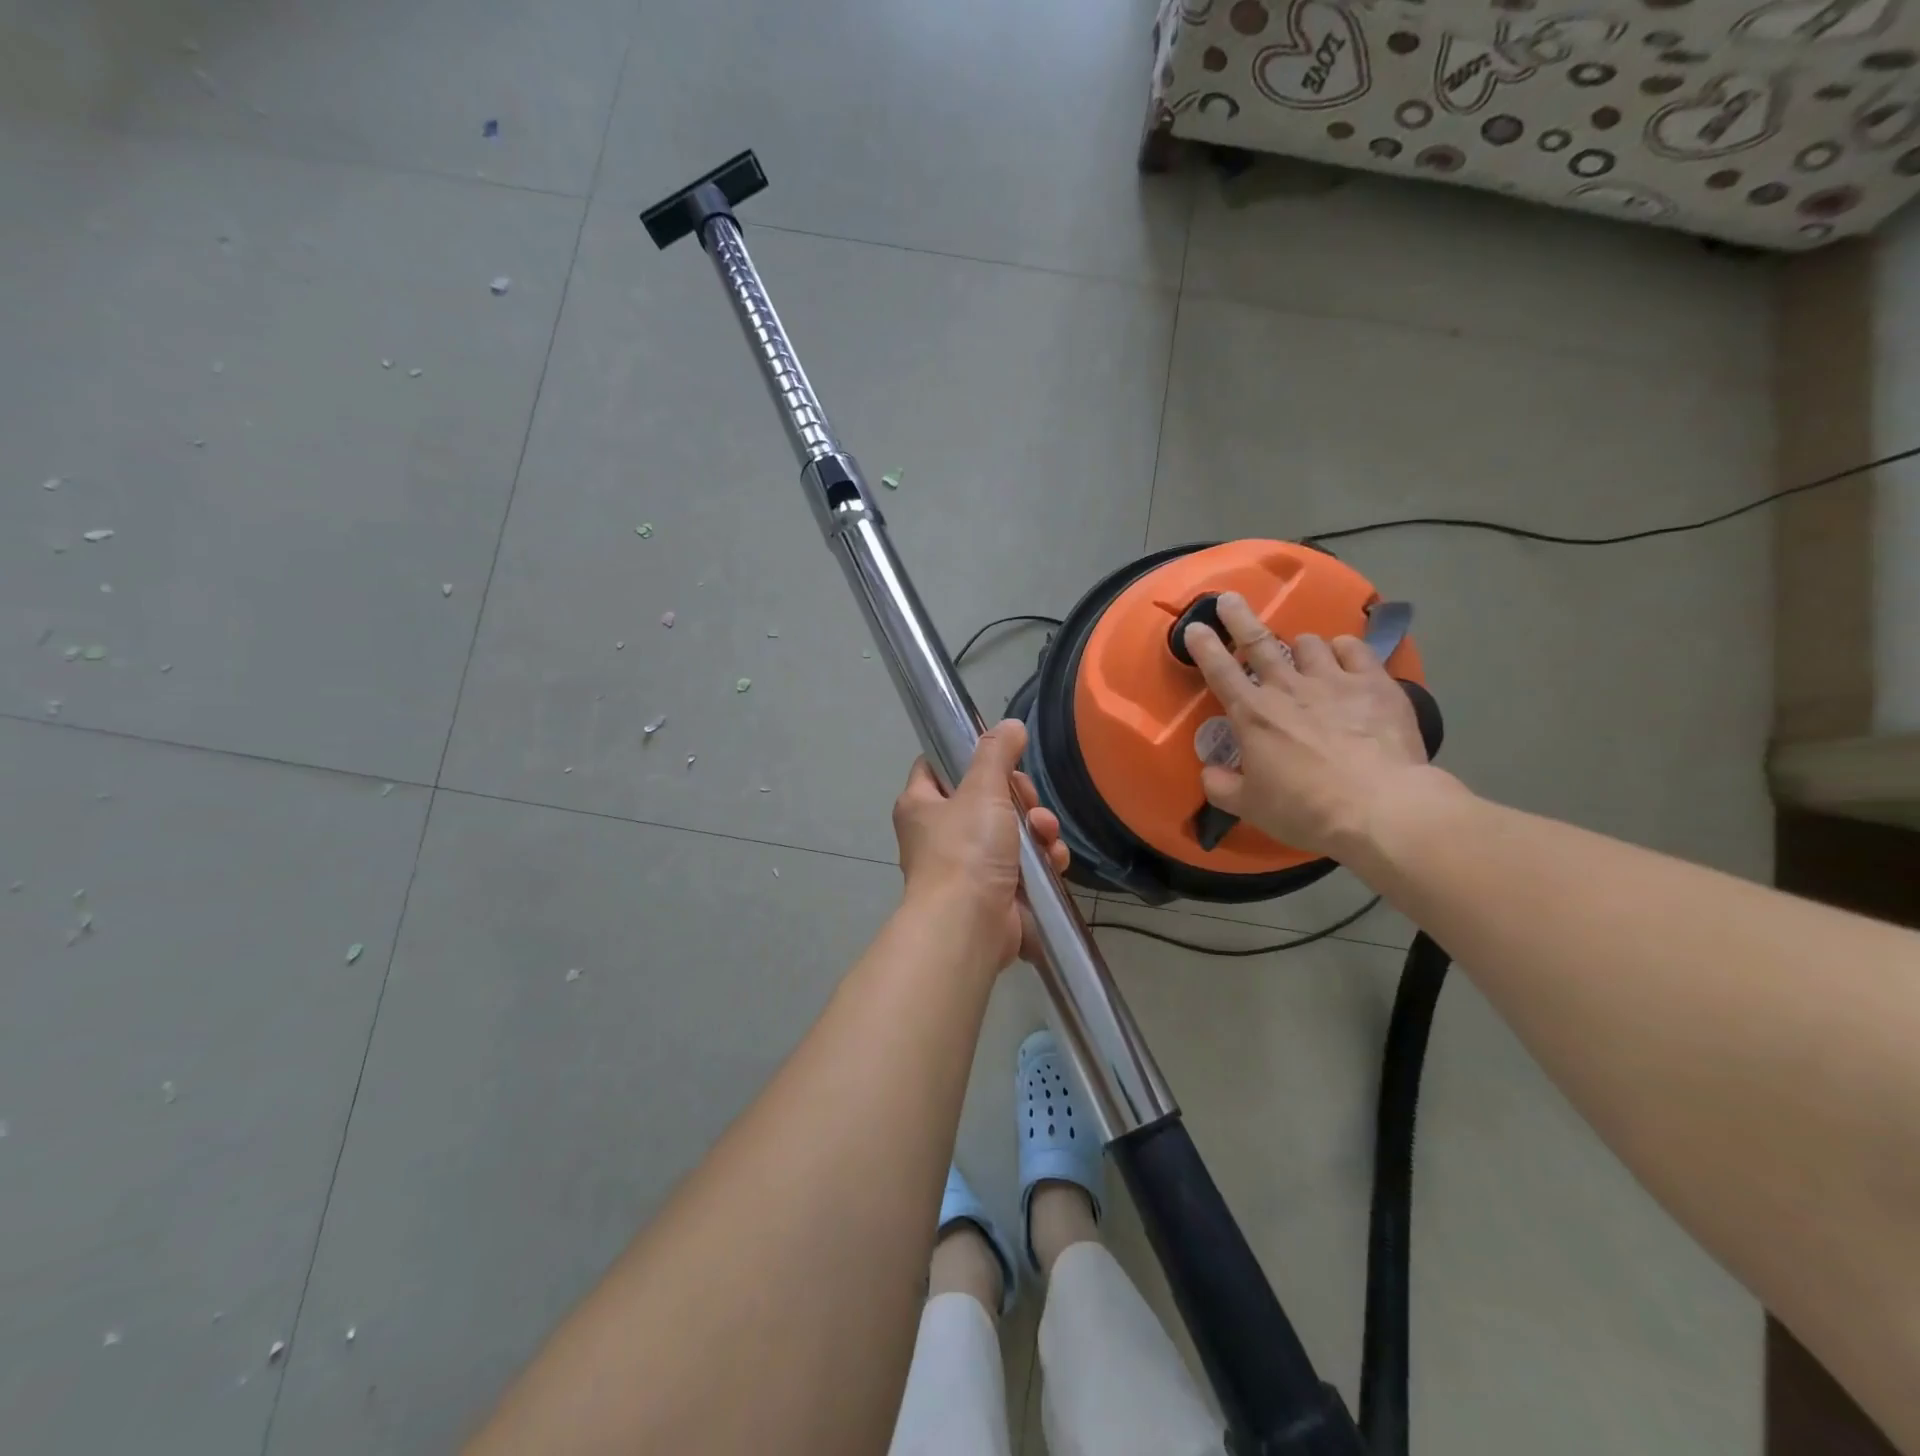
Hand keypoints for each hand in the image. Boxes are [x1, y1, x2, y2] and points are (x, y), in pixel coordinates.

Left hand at [892, 720, 1070, 968]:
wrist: (970, 926)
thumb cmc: (966, 849)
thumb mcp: (982, 790)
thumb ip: (996, 754)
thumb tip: (1010, 725)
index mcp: (921, 805)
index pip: (936, 766)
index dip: (966, 756)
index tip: (999, 757)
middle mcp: (938, 834)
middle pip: (985, 798)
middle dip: (1019, 798)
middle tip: (1029, 802)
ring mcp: (967, 866)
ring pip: (1011, 831)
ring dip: (1037, 829)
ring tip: (1046, 835)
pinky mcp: (994, 892)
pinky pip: (1023, 865)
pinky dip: (1041, 860)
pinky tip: (1054, 860)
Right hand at [1183, 591, 1440, 859]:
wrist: (1379, 807)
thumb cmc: (1305, 809)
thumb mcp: (1250, 807)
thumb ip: (1221, 786)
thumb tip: (1209, 772)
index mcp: (1252, 715)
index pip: (1219, 671)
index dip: (1204, 647)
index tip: (1194, 627)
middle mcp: (1287, 688)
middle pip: (1257, 641)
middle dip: (1239, 617)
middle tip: (1229, 599)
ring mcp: (1333, 680)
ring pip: (1308, 643)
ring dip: (1299, 647)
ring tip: (1302, 656)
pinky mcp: (1374, 683)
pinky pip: (1353, 649)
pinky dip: (1343, 649)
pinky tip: (1343, 657)